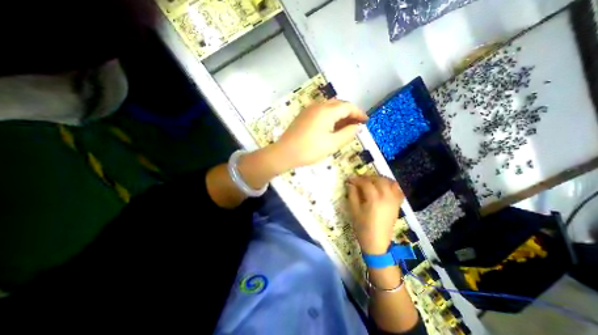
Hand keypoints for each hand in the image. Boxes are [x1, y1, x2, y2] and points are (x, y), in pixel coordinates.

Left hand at [273, 99, 367, 169]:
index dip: (359, 113)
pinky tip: (332, 127)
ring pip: (330, 107)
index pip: (348, 107)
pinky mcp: (304, 115)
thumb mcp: (332, 144)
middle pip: (339, 105)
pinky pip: (321, 112)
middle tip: (356, 124)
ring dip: (340, 115)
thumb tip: (357, 126)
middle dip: (350, 113)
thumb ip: (347, 133)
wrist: (285, 153)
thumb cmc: (309, 149)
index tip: (365, 121)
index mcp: (327, 111)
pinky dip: (330, 117)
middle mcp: (318, 106)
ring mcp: (309, 110)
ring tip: (346, 127)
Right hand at [349, 177, 403, 255]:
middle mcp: (386, 197)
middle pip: (378, 180)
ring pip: (390, 182)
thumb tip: (350, 183)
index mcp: (374, 199)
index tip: (350, 180)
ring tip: (371, 182)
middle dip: (368, 177)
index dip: (356, 179)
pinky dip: (391, 185)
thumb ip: (352, 194)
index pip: (365, 183)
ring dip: (380, 179)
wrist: (377, 242)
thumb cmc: (362, 227)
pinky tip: (383, 188)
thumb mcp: (354, 210)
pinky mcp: (397, 204)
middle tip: (359, 181)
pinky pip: (397, 190)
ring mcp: (394, 200)